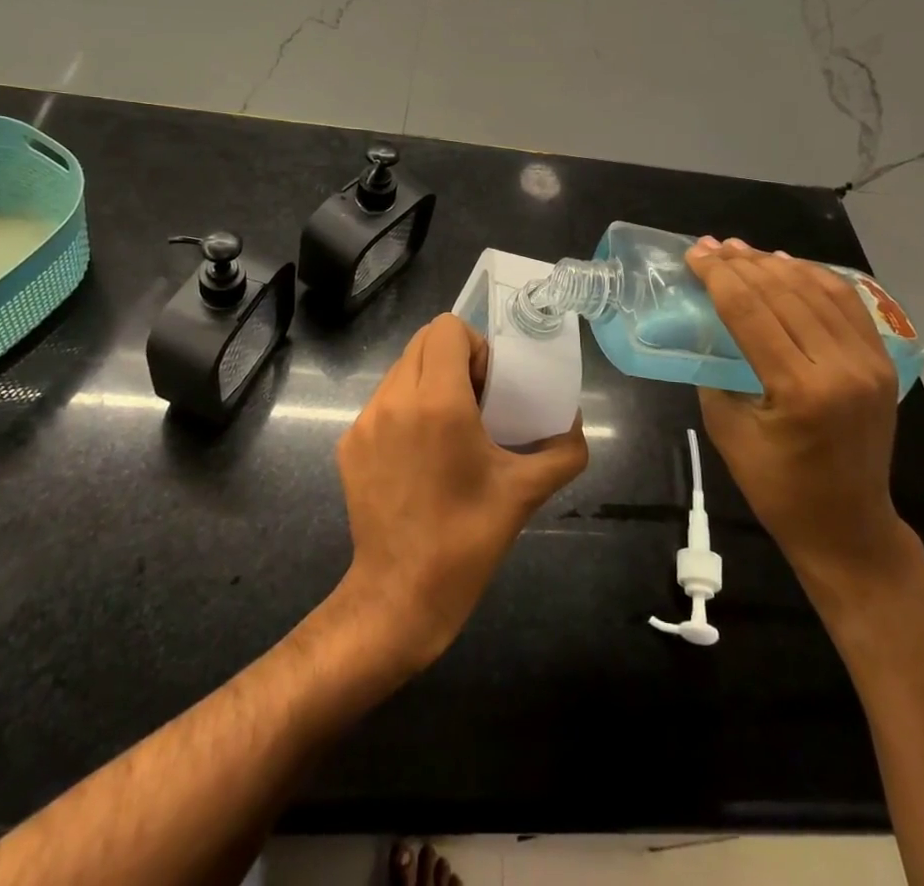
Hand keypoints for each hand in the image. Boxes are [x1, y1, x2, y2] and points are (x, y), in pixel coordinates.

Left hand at [335, 314, 588, 668]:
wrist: (399, 596)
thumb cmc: (467, 539)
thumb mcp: (525, 492)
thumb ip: (563, 451)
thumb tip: (573, 422)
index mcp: (438, 401)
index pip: (447, 328)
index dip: (475, 346)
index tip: (490, 385)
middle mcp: (395, 399)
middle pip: (422, 341)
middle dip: (454, 358)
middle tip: (476, 401)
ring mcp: (365, 421)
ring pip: (400, 369)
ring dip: (429, 381)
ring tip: (449, 427)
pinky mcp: (349, 443)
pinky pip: (383, 401)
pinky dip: (406, 408)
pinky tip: (421, 454)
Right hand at [686, 239, 906, 598]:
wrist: (848, 527)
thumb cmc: (778, 489)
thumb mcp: (727, 430)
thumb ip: (715, 371)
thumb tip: (706, 324)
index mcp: (800, 390)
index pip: (751, 312)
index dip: (718, 276)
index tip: (695, 254)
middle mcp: (842, 368)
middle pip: (784, 293)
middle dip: (742, 264)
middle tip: (711, 246)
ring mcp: (870, 363)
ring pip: (818, 290)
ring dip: (776, 264)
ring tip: (742, 250)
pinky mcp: (882, 364)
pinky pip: (847, 304)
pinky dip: (815, 277)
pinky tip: (788, 265)